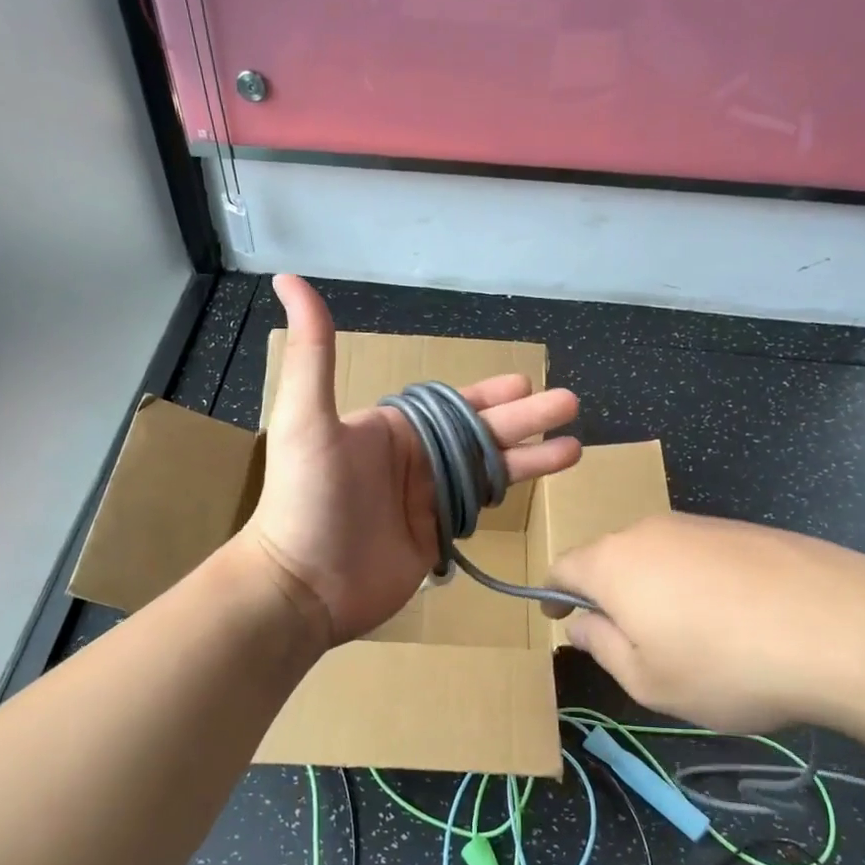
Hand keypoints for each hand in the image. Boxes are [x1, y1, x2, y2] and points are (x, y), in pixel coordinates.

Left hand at [238, 275, 582, 645]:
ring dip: (530, 458)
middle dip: (525, 419)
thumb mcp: (307, 418)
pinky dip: (508, 496)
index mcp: (391, 430)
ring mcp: (425, 501)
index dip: (489, 395)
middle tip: (570, 403)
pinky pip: (479, 510)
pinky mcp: (434, 538)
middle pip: (480, 434)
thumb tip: (290, 278)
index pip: (451, 405)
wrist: (303, 586)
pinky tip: (537, 487)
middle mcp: (413, 461)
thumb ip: (314, 351)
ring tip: (574, 448)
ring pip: (488, 471)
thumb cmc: (306, 499)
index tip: (524, 383)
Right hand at [547, 513, 864, 736]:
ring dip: (657, 590)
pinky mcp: (747, 531)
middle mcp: (650, 531)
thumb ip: (602, 647)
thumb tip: (581, 623)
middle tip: (630, 642)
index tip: (560, 620)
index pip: (562, 568)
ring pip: (659, 557)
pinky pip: (702, 556)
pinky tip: (737, 621)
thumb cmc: (727, 665)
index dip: (554, 595)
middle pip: (611, 558)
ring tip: (691, 638)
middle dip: (609, 595)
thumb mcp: (649, 681)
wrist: (847, 628)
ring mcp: (702, 525)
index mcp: (614, 563)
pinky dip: (699, 584)